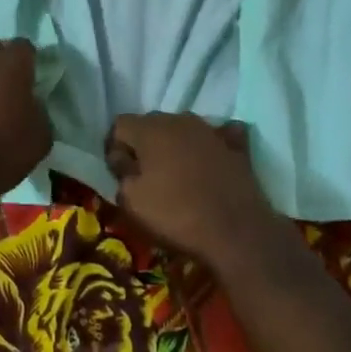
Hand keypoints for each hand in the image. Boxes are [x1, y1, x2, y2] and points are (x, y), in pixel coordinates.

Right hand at [106, 113, 278, 270]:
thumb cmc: (176, 215)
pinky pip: (217, 137)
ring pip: (182, 130)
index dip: (114, 147)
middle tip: (144, 176)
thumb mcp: (131, 201)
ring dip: (175, 146)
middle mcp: (180, 119)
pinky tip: (210, 164)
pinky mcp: (236, 146)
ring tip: (177, 175)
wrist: (236, 232)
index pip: (120, 124)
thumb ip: (121, 172)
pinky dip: (209, 148)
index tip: (118, 172)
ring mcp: (211, 130)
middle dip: (143, 145)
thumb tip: (123, 158)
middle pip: (151, 124)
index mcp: (150, 129)